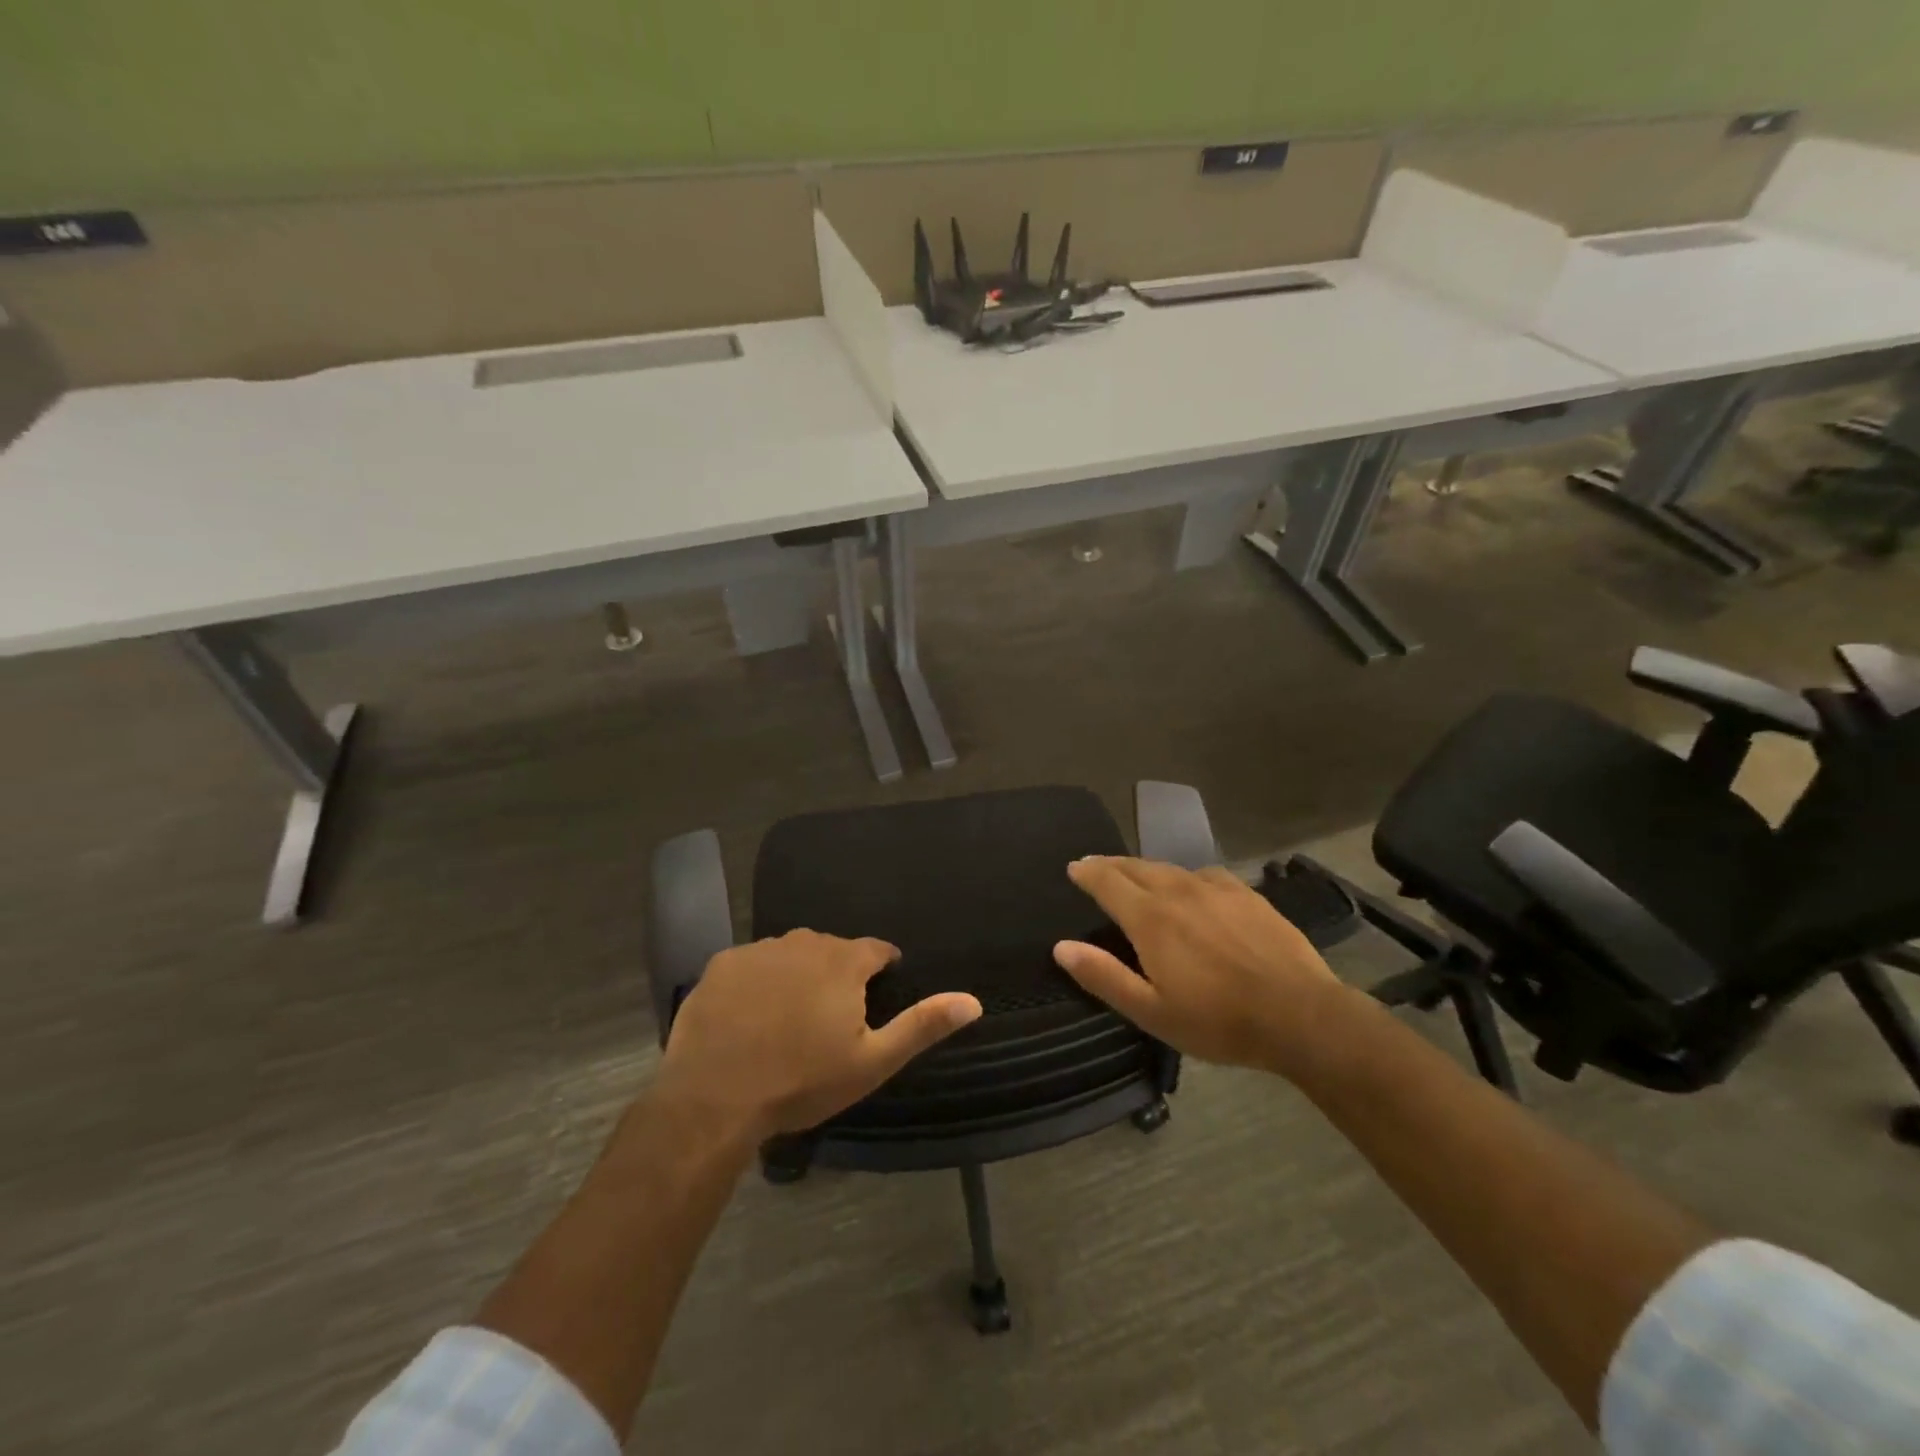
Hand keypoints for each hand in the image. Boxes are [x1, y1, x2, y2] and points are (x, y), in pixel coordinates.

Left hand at [658, 930, 981, 1140]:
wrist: (714, 1099)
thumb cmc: (802, 1081)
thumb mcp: (872, 1061)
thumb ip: (922, 1026)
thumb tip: (974, 1001)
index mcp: (844, 961)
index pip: (876, 949)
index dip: (883, 967)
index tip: (880, 987)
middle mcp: (804, 942)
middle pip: (832, 949)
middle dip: (838, 972)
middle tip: (831, 1014)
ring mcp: (759, 950)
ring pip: (791, 953)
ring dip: (798, 973)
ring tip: (790, 1014)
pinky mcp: (722, 964)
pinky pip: (752, 964)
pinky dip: (758, 981)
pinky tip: (750, 1015)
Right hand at [1053, 857, 1352, 1078]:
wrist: (1300, 1014)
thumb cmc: (1218, 1020)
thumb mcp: (1152, 1011)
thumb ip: (1104, 976)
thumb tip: (1061, 947)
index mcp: (1150, 918)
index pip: (1108, 882)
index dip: (1087, 872)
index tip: (1073, 867)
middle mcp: (1178, 891)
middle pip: (1136, 867)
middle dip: (1110, 864)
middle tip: (1094, 865)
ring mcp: (1216, 889)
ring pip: (1169, 868)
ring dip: (1145, 868)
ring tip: (1135, 873)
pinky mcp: (1247, 895)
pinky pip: (1204, 874)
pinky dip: (1184, 876)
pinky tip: (1192, 886)